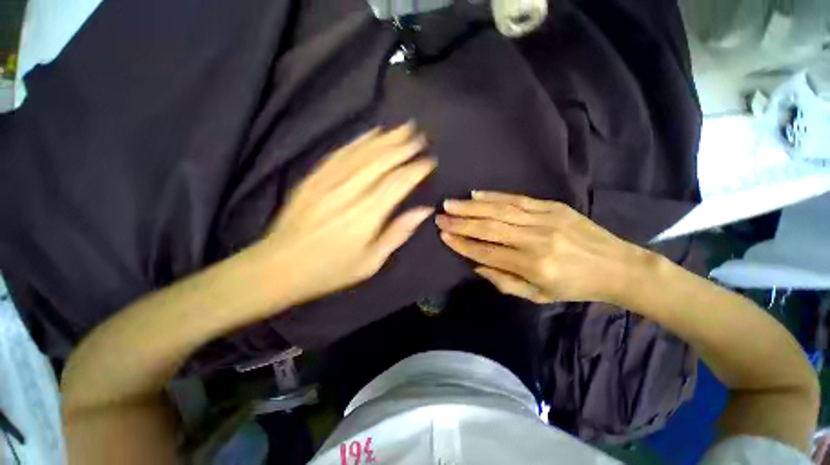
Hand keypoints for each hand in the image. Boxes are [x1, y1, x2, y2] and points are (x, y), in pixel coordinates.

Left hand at [258, 123, 435, 302]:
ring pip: (362, 152)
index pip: (398, 182)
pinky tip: (371, 133)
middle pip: (381, 161)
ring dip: (385, 138)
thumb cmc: (331, 269)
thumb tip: (423, 210)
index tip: (430, 161)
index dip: (416, 169)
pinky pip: (340, 153)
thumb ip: (398, 233)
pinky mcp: (313, 178)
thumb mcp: (371, 261)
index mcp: (367, 214)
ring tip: (403, 128)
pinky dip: (358, 141)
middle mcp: (350, 192)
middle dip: (404, 146)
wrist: (279, 267)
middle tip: (420, 135)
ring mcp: (329, 182)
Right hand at [436, 191, 649, 303]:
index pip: (487, 252)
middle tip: (440, 217)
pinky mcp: (553, 207)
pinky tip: (476, 194)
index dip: (462, 244)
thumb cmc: (574, 286)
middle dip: (460, 223)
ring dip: (471, 207)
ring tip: (450, 204)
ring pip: (499, 210)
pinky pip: (518, 199)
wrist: (618, 266)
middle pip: (489, 228)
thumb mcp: (537, 295)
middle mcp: (536, 240)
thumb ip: (503, 281)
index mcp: (532, 266)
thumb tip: (475, 264)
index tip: (443, 236)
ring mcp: (545, 220)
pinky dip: (494, 196)